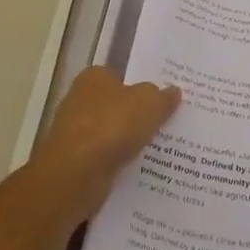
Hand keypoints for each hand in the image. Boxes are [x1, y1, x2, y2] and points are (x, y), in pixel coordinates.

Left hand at [31, 67, 180, 221]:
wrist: (77, 174)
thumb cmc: (113, 125)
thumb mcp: (150, 103)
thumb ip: (163, 96)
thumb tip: (173, 91)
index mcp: (94, 77)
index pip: (121, 76)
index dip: (142, 85)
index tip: (164, 97)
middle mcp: (80, 101)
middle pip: (117, 105)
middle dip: (138, 115)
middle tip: (169, 122)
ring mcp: (76, 133)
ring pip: (113, 134)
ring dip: (130, 142)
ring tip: (163, 148)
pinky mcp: (76, 163)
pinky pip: (107, 159)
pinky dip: (121, 163)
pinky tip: (143, 169)